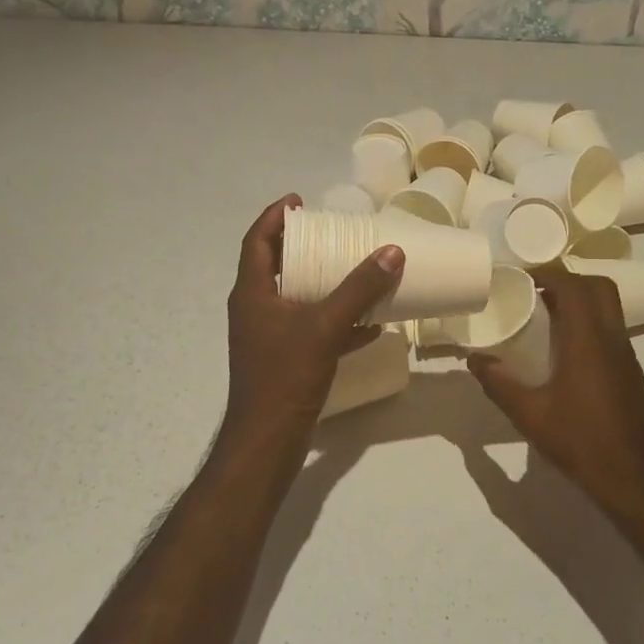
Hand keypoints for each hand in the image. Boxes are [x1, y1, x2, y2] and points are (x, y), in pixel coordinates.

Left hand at [223, 195, 403, 441]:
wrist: (268, 442)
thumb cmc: (286, 376)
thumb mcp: (325, 326)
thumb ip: (359, 289)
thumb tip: (392, 252)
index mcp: (252, 294)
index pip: (256, 241)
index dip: (274, 217)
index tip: (299, 201)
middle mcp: (255, 310)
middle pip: (275, 266)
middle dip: (303, 248)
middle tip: (333, 233)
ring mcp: (268, 337)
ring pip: (295, 299)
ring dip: (323, 284)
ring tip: (355, 270)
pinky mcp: (284, 361)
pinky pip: (311, 330)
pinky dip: (336, 322)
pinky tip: (369, 325)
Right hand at [468, 264, 643, 513]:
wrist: (633, 479)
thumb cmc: (580, 441)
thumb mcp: (529, 414)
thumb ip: (499, 384)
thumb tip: (474, 360)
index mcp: (588, 342)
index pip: (574, 287)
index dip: (549, 274)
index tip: (523, 277)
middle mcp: (613, 340)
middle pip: (599, 288)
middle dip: (569, 281)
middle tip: (537, 292)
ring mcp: (628, 356)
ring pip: (609, 309)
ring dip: (581, 302)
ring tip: (547, 318)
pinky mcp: (632, 373)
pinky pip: (612, 331)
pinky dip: (590, 325)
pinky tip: (567, 352)